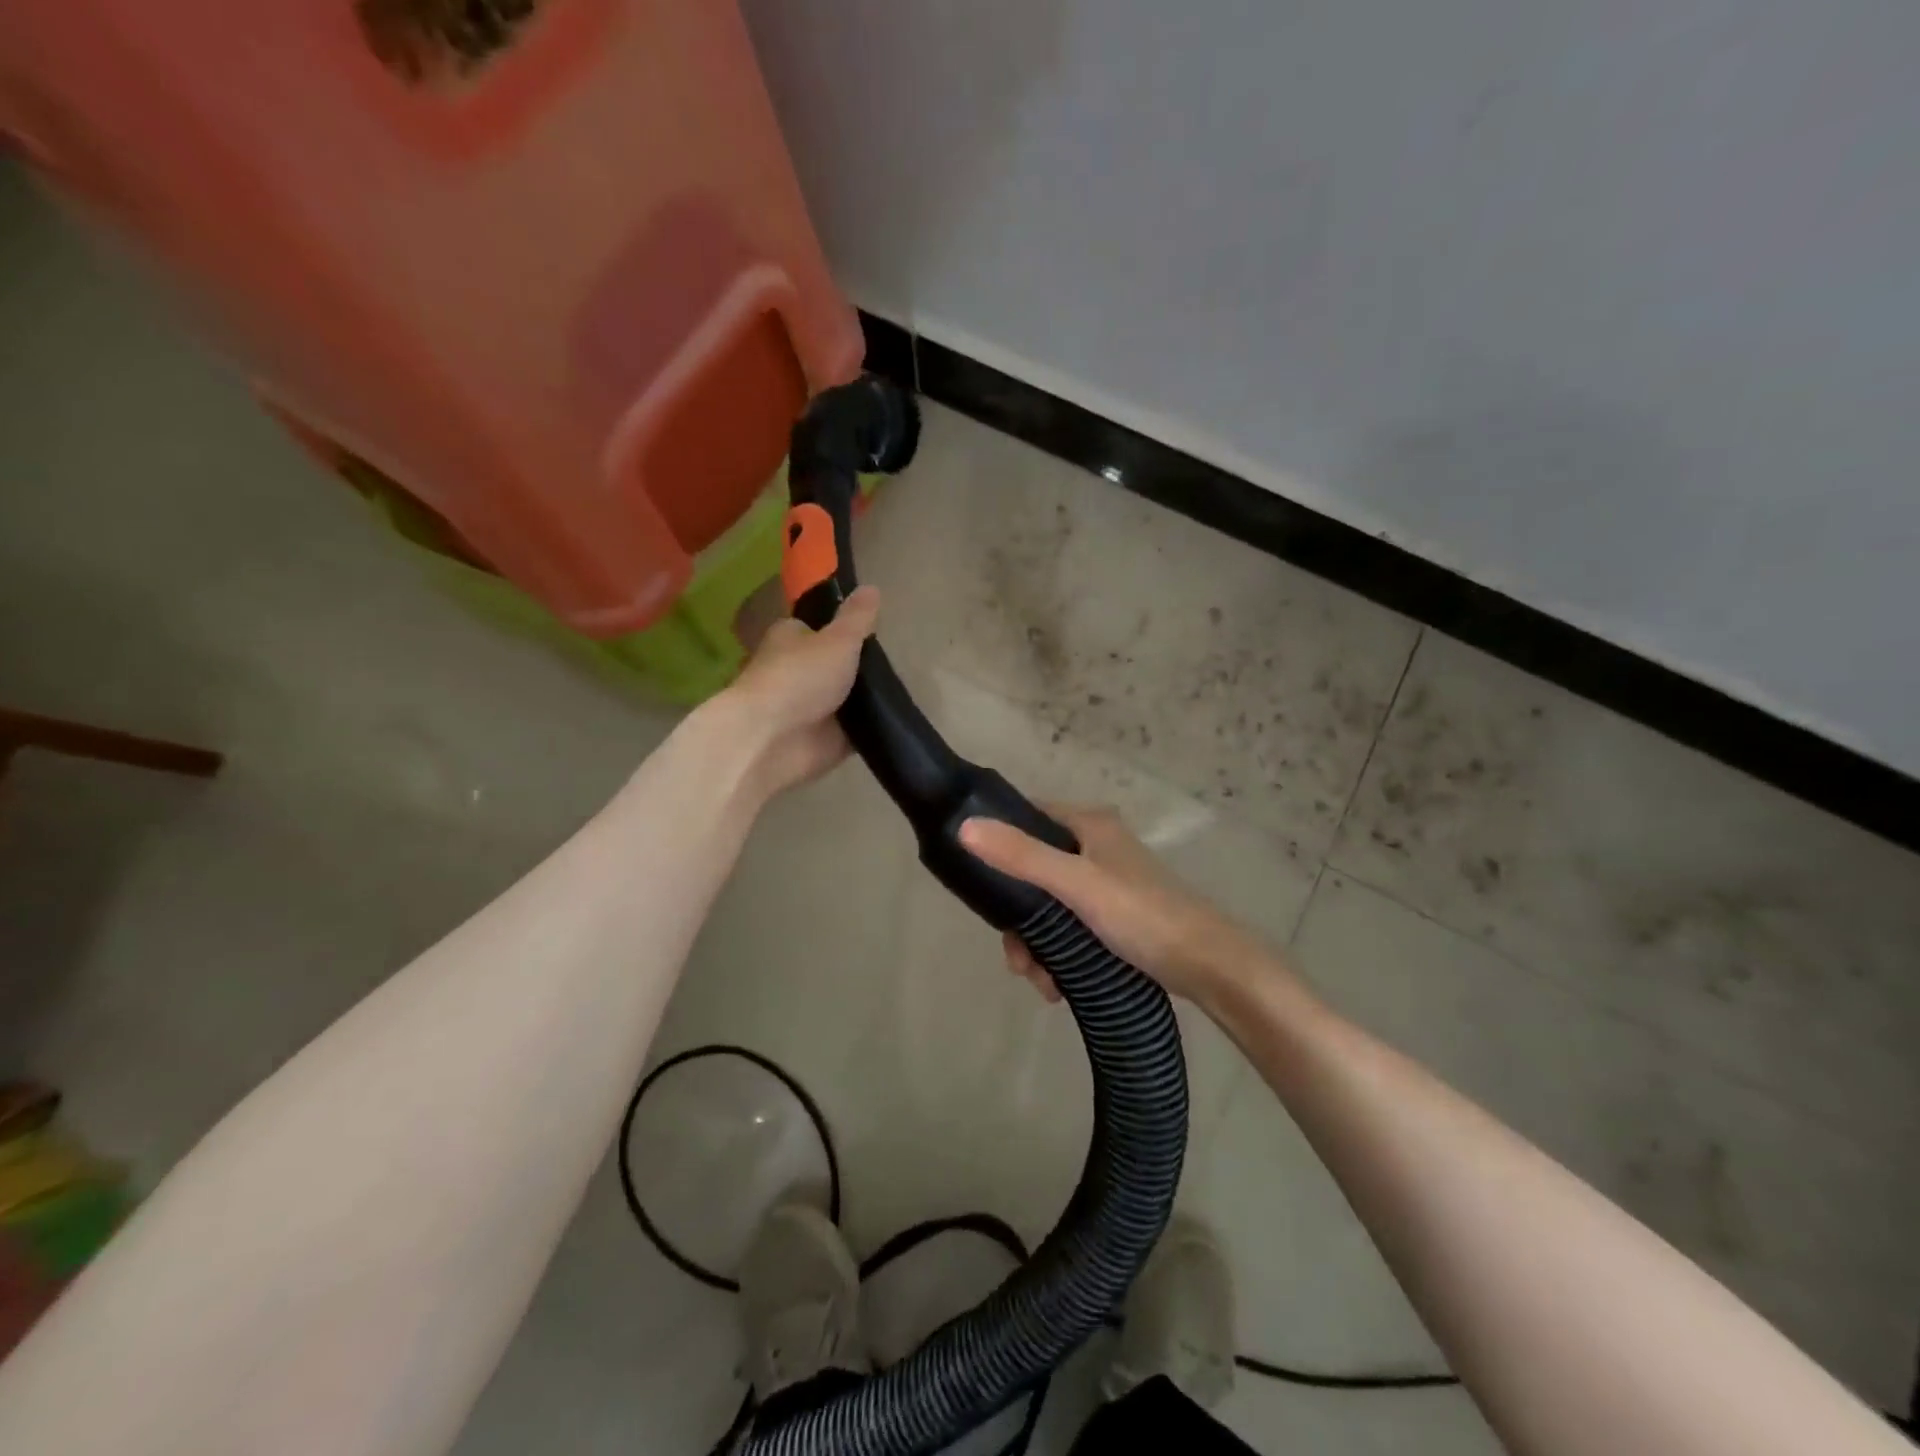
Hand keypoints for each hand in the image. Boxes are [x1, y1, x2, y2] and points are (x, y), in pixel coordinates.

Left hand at [719, 586, 879, 798]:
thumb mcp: (838, 639)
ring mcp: (809, 708)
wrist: (772, 740)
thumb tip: (872, 587)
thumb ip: (858, 618)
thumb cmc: (800, 677)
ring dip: (866, 700)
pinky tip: (893, 721)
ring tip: (900, 693)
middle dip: (860, 668)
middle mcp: (796, 671)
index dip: (844, 630)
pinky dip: (869, 728)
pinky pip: (853, 731)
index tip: (875, 633)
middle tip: (896, 665)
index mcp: (791, 638)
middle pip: (836, 665)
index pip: (818, 628)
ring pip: (846, 699)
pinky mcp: (822, 741)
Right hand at [960, 804, 1280, 1007]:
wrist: (1209, 966)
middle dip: (1019, 920)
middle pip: (1033, 871)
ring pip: (1048, 906)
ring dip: (1037, 945)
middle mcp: (1095, 846)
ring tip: (1042, 982)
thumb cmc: (1142, 914)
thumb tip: (964, 827)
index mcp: (1088, 824)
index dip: (999, 843)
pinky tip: (1057, 986)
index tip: (980, 887)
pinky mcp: (1114, 918)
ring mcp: (1105, 884)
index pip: (1027, 817)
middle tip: (1018, 959)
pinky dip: (1058, 955)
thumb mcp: (1077, 884)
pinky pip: (1069, 929)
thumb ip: (1022, 856)